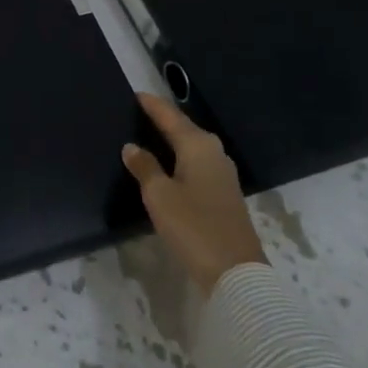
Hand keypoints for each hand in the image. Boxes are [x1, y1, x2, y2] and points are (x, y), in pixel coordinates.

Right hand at [121, 91, 267, 297]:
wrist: (236, 273)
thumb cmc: (193, 226)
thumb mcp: (159, 195)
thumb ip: (144, 167)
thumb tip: (132, 146)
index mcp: (197, 145)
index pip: (169, 115)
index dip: (151, 105)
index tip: (134, 94)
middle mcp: (213, 153)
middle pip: (183, 128)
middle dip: (162, 120)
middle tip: (137, 113)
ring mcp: (222, 174)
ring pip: (191, 147)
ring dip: (171, 140)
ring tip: (148, 135)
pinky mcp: (224, 194)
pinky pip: (196, 163)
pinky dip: (180, 158)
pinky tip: (167, 165)